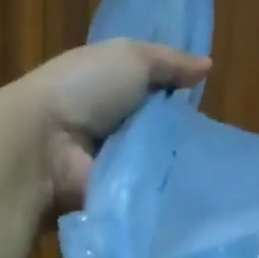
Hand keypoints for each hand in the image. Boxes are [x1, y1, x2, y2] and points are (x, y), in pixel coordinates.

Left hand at [2, 38, 209, 211]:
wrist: (43, 147)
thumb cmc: (83, 90)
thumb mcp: (130, 57)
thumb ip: (169, 62)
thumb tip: (207, 67)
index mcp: (104, 89)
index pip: (148, 94)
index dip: (175, 96)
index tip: (206, 103)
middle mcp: (105, 127)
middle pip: (154, 132)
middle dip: (181, 135)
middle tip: (215, 141)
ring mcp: (107, 166)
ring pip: (154, 166)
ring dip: (176, 167)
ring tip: (213, 170)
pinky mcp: (110, 199)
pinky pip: (145, 196)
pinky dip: (164, 194)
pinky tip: (194, 194)